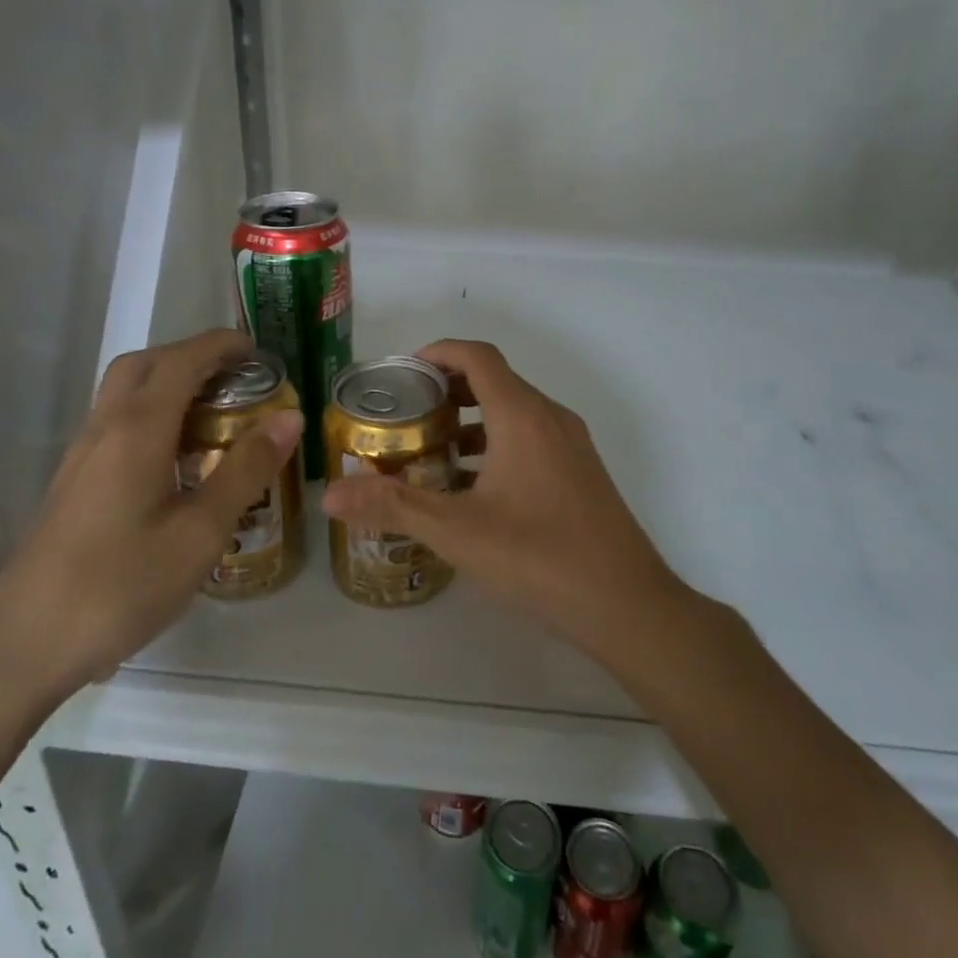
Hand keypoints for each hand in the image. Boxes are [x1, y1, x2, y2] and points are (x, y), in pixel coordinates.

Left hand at [0, 328, 302, 707]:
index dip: (222, 345)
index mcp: (137, 430)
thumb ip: (246, 471)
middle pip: (145, 364)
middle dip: (192, 356)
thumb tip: (290, 418)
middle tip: (237, 379)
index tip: (260, 352)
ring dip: (169, 382)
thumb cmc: (120, 588)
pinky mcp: (73, 482)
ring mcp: (81, 455)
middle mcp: (104, 428)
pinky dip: (152, 413)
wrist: (23, 647)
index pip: (182, 360)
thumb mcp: (200, 533)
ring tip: (216, 414)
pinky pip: (116, 422)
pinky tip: (177, 459)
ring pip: (125, 391)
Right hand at [319, 338, 691, 663]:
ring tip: (431, 449)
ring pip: (515, 412)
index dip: (439, 352)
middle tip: (407, 413)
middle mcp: (550, 418)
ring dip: (473, 420)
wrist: (627, 604)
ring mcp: (571, 445)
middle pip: (496, 380)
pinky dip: (497, 444)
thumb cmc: (539, 558)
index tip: (403, 371)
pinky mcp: (581, 473)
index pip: (478, 357)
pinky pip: (532, 438)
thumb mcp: (457, 532)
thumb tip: (330, 495)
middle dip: (449, 389)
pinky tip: (473, 488)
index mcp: (522, 416)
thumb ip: (393, 507)